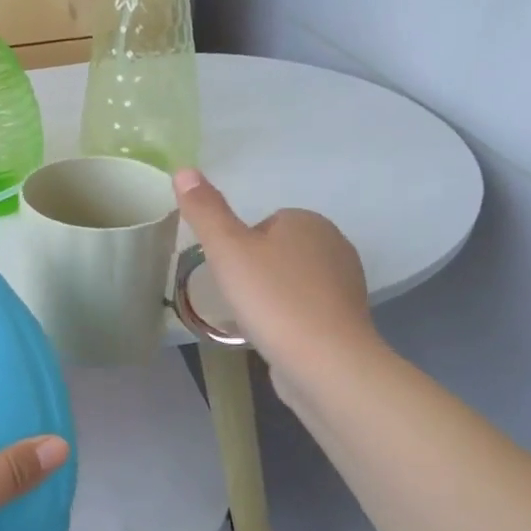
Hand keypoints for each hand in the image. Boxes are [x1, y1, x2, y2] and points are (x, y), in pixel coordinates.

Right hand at [173, 168, 379, 407]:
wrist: (325, 361)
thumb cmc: (272, 298)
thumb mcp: (227, 250)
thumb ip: (206, 210)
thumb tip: (184, 169)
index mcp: (307, 221)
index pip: (261, 225)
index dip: (238, 250)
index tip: (229, 274)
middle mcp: (333, 244)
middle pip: (275, 252)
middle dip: (254, 273)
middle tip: (238, 299)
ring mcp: (344, 283)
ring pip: (290, 281)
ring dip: (270, 297)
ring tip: (255, 321)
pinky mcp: (346, 318)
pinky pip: (305, 308)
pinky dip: (288, 318)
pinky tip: (275, 337)